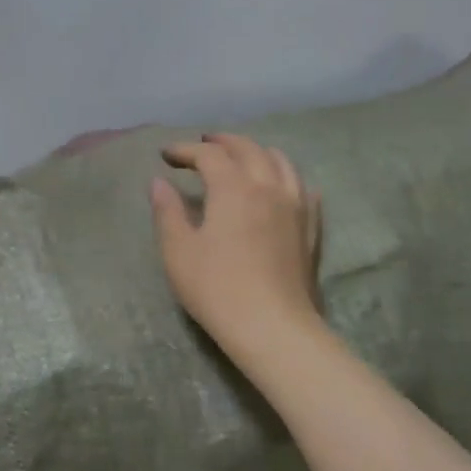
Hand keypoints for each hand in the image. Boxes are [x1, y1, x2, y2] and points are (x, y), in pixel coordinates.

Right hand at [151, 133, 321, 355]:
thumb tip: (159, 183)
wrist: (273, 327)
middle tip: (203, 144)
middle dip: (223, 142)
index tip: (166, 155)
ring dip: (257, 152)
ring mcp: (295, 207)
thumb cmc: (217, 288)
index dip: (185, 150)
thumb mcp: (178, 251)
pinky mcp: (311, 229)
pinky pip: (303, 190)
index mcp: (233, 187)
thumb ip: (167, 211)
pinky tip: (283, 187)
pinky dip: (287, 179)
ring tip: (242, 157)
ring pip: (281, 162)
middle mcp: (268, 187)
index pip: (209, 155)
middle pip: (248, 149)